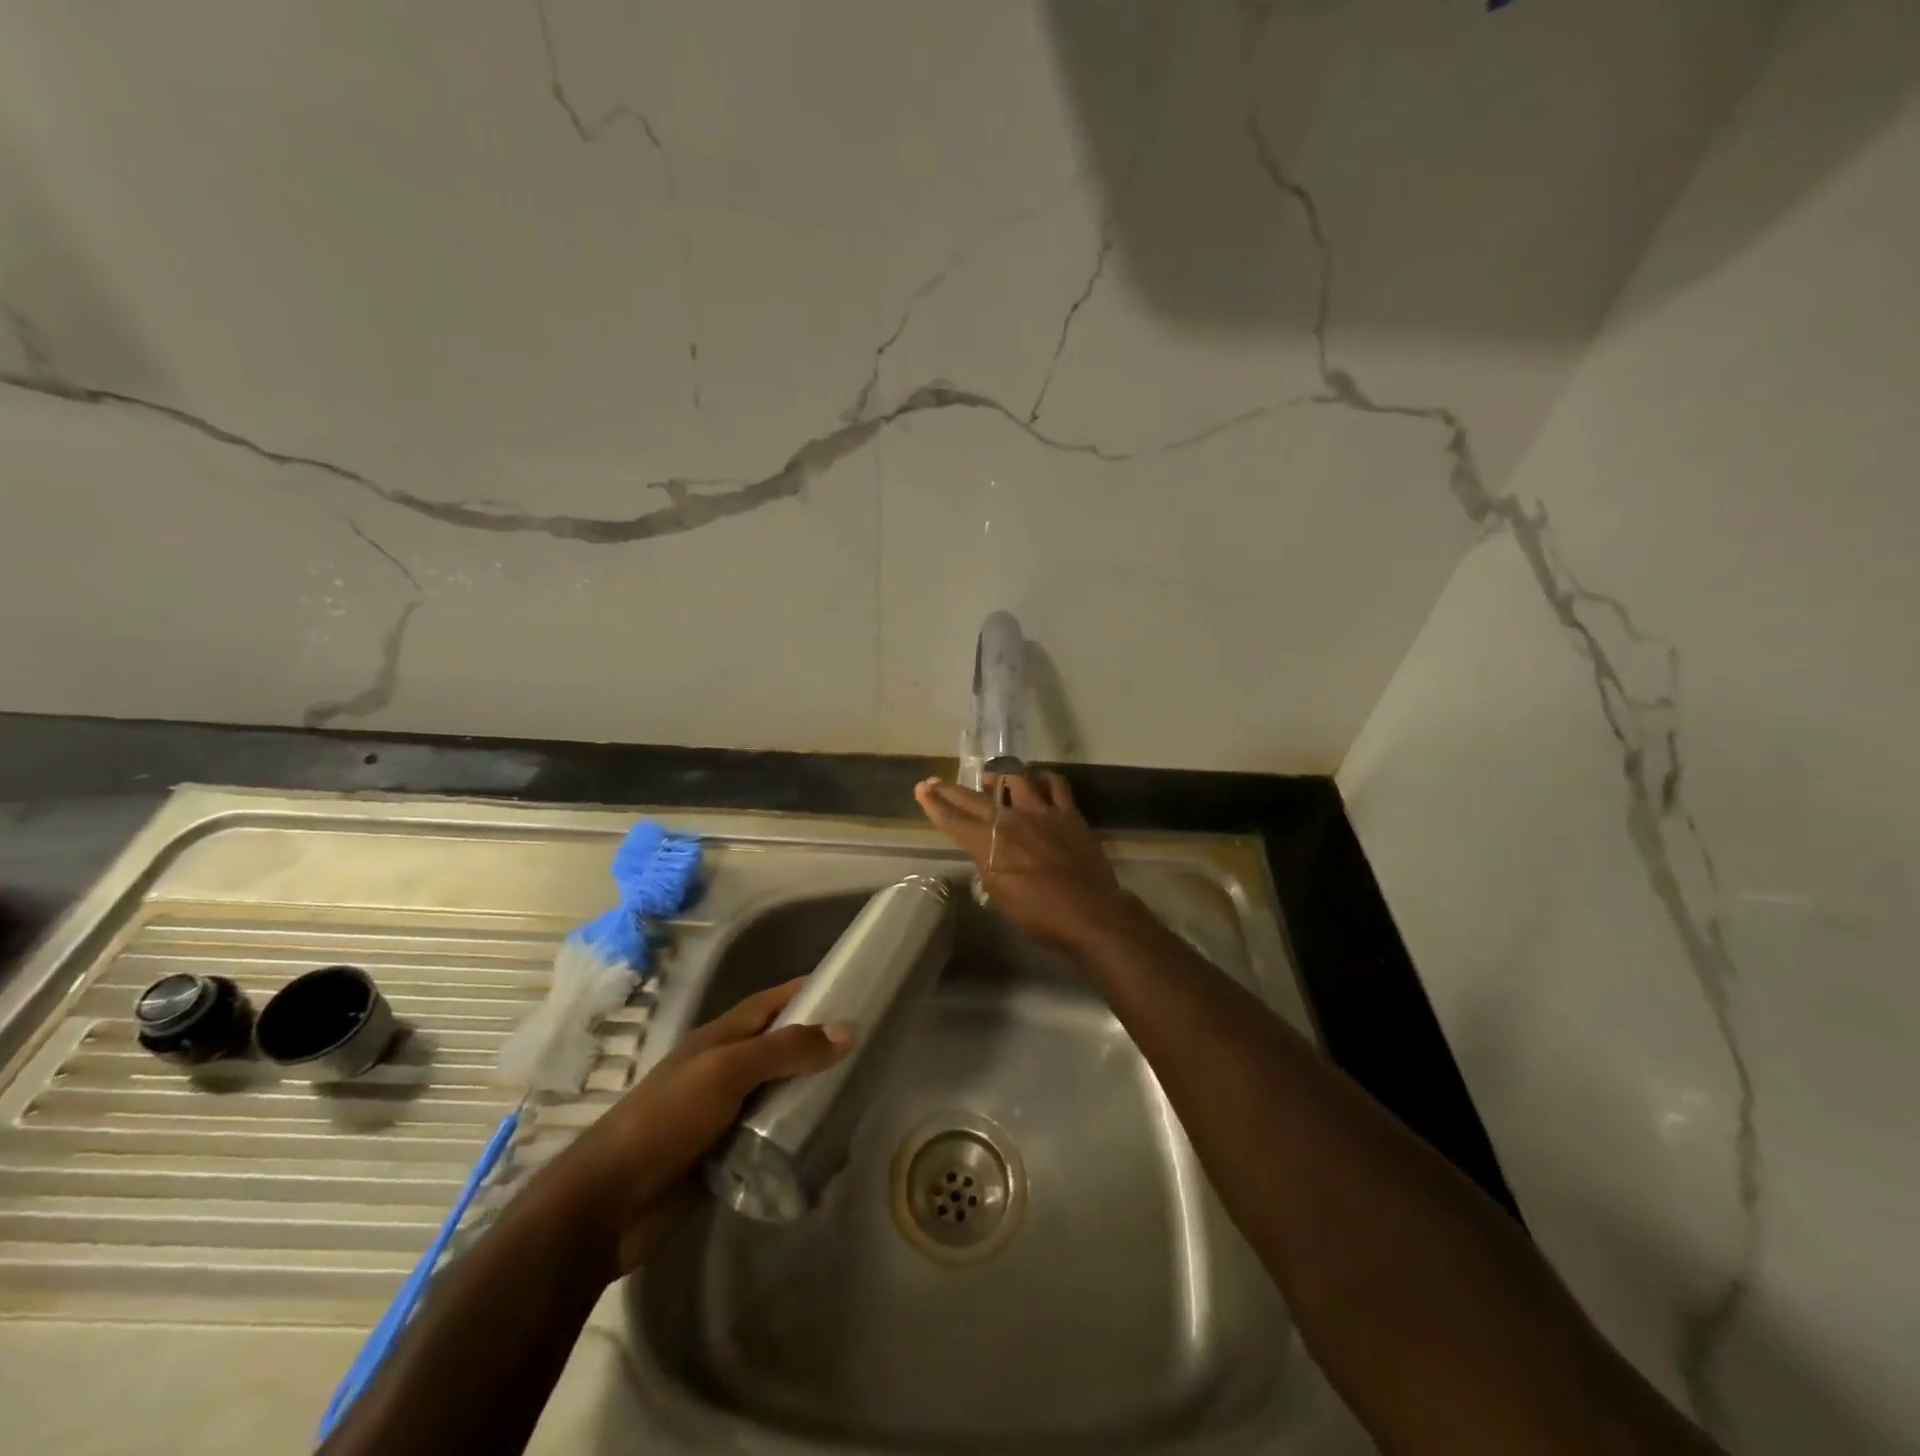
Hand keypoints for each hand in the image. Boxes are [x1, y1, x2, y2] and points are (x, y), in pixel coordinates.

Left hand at [545, 979, 853, 1274]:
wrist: (609, 1205)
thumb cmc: (666, 1120)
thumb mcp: (727, 1072)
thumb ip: (785, 1050)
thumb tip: (847, 1030)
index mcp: (720, 1039)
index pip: (771, 1003)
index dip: (807, 991)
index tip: (852, 989)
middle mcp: (725, 1070)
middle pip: (781, 1049)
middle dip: (819, 1047)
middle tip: (868, 1052)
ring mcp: (725, 1115)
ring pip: (779, 1095)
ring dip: (811, 1096)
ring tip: (857, 1100)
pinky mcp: (726, 1156)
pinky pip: (771, 1139)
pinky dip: (796, 1138)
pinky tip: (826, 1147)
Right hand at [915, 772, 1136, 954]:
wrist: (1089, 914)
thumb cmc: (1040, 915)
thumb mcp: (1000, 896)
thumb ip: (988, 867)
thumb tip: (986, 851)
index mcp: (991, 844)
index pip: (954, 820)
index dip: (935, 805)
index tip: (921, 790)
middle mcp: (1012, 820)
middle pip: (975, 799)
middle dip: (951, 790)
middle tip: (935, 781)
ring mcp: (1042, 812)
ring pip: (1015, 779)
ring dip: (998, 776)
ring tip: (990, 777)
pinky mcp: (1068, 812)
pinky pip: (1055, 784)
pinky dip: (1043, 778)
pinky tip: (1037, 779)